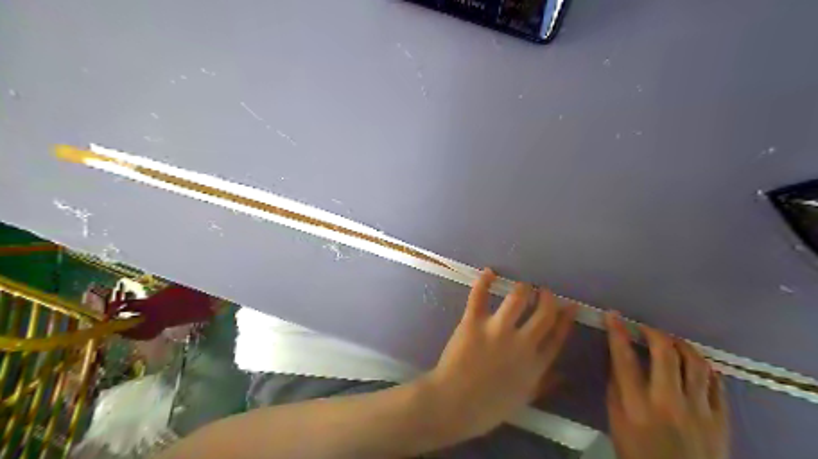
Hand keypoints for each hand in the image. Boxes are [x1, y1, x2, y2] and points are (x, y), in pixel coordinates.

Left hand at [426, 268, 576, 443]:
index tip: (571, 305)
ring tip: (522, 286)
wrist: (454, 404)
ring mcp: (497, 330)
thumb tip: (563, 376)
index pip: (557, 336)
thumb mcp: (523, 399)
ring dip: (522, 289)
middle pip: (543, 313)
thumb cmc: (488, 407)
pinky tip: (489, 272)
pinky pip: (479, 296)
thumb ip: (544, 384)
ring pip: (517, 298)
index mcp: (535, 364)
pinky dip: (484, 281)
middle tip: (544, 290)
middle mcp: (522, 343)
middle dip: (547, 298)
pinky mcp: (473, 322)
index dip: (566, 318)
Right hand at [603, 312, 731, 457]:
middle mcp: (669, 404)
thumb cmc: (638, 452)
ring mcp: (700, 412)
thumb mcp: (616, 421)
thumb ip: (616, 388)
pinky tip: (694, 365)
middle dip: (654, 333)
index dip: (617, 333)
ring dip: (681, 345)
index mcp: (637, 406)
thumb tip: (617, 358)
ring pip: (696, 363)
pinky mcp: (721, 420)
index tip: (613, 315)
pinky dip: (704, 368)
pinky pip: (717, 383)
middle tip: (645, 328)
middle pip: (665, 354)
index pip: (624, 359)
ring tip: (670, 342)